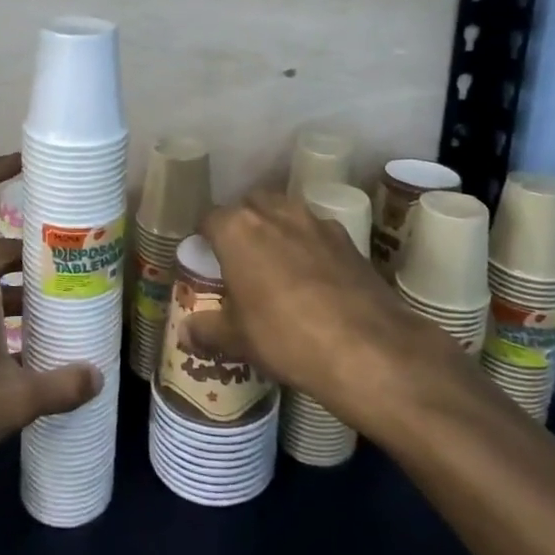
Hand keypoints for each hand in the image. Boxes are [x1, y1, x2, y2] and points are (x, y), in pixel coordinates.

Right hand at [187, 190, 449, 422]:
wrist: (368, 349)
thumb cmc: (286, 337)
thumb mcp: (238, 340)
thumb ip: (208, 330)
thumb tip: (186, 333)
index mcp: (237, 229)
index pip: (209, 219)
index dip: (205, 238)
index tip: (206, 258)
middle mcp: (274, 213)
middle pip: (249, 205)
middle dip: (242, 224)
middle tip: (240, 259)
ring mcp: (314, 222)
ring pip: (285, 212)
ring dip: (276, 228)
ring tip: (277, 263)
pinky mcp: (348, 238)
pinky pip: (317, 232)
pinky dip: (309, 245)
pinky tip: (314, 277)